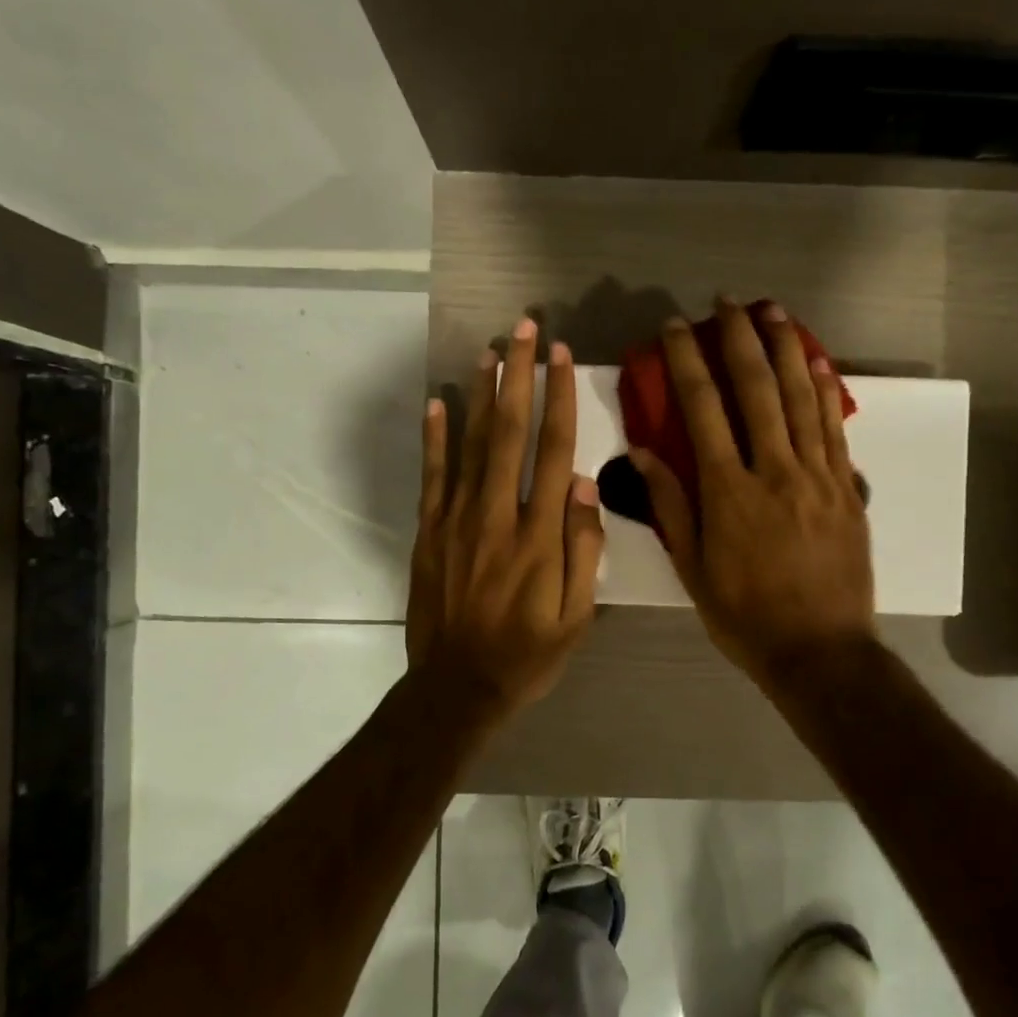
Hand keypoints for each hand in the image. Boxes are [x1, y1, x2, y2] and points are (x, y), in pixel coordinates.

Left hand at [407, 319, 604, 717]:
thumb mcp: (577, 615)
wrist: (458, 687)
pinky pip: (433, 475)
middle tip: (524, 329)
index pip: (554, 450)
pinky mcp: (430, 532)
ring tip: (489, 350)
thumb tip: (586, 484)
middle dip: (518, 376)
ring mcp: (458, 521)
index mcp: (541, 534)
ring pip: (470, 443)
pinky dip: (435, 437)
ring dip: (480, 393)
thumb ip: (585, 548)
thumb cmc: (528, 653)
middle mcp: (498, 514)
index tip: (560, 357)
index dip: (559, 399)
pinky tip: (438, 402)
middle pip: (510, 432)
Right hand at [632, 300, 875, 688]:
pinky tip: (815, 361)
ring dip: (785, 348)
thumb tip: (642, 451)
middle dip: (738, 338)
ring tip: (772, 310)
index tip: (674, 328)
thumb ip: (670, 505)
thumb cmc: (744, 615)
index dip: (686, 362)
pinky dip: (824, 390)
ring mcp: (817, 476)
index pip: (702, 410)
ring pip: (799, 398)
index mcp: (728, 492)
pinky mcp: (846, 488)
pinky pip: (834, 428)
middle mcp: (773, 471)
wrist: (819, 651)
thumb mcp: (691, 568)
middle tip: (725, 301)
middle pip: (755, 389)